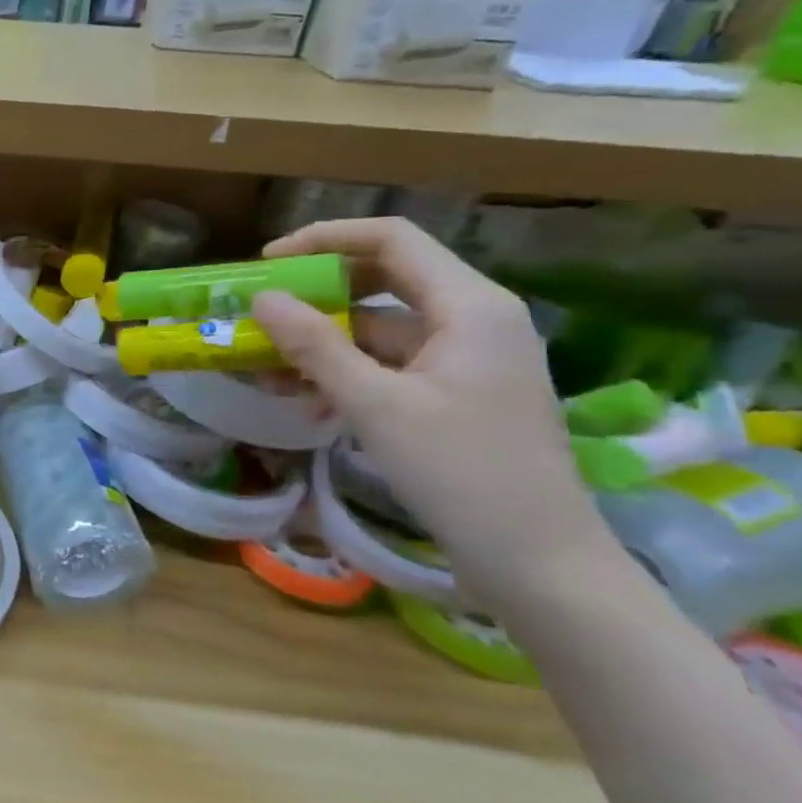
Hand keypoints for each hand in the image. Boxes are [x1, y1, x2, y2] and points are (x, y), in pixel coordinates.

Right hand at [250, 217, 616, 611]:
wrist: (539, 563)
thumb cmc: (461, 472)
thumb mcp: (375, 405)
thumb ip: (314, 346)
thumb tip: (262, 298)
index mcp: (469, 306)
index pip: (390, 239)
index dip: (323, 239)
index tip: (267, 263)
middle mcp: (473, 318)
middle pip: (382, 279)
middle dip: (316, 294)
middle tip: (262, 311)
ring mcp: (466, 358)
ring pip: (380, 326)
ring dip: (323, 342)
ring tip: (268, 368)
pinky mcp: (456, 392)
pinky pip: (389, 364)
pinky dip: (346, 373)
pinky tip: (307, 402)